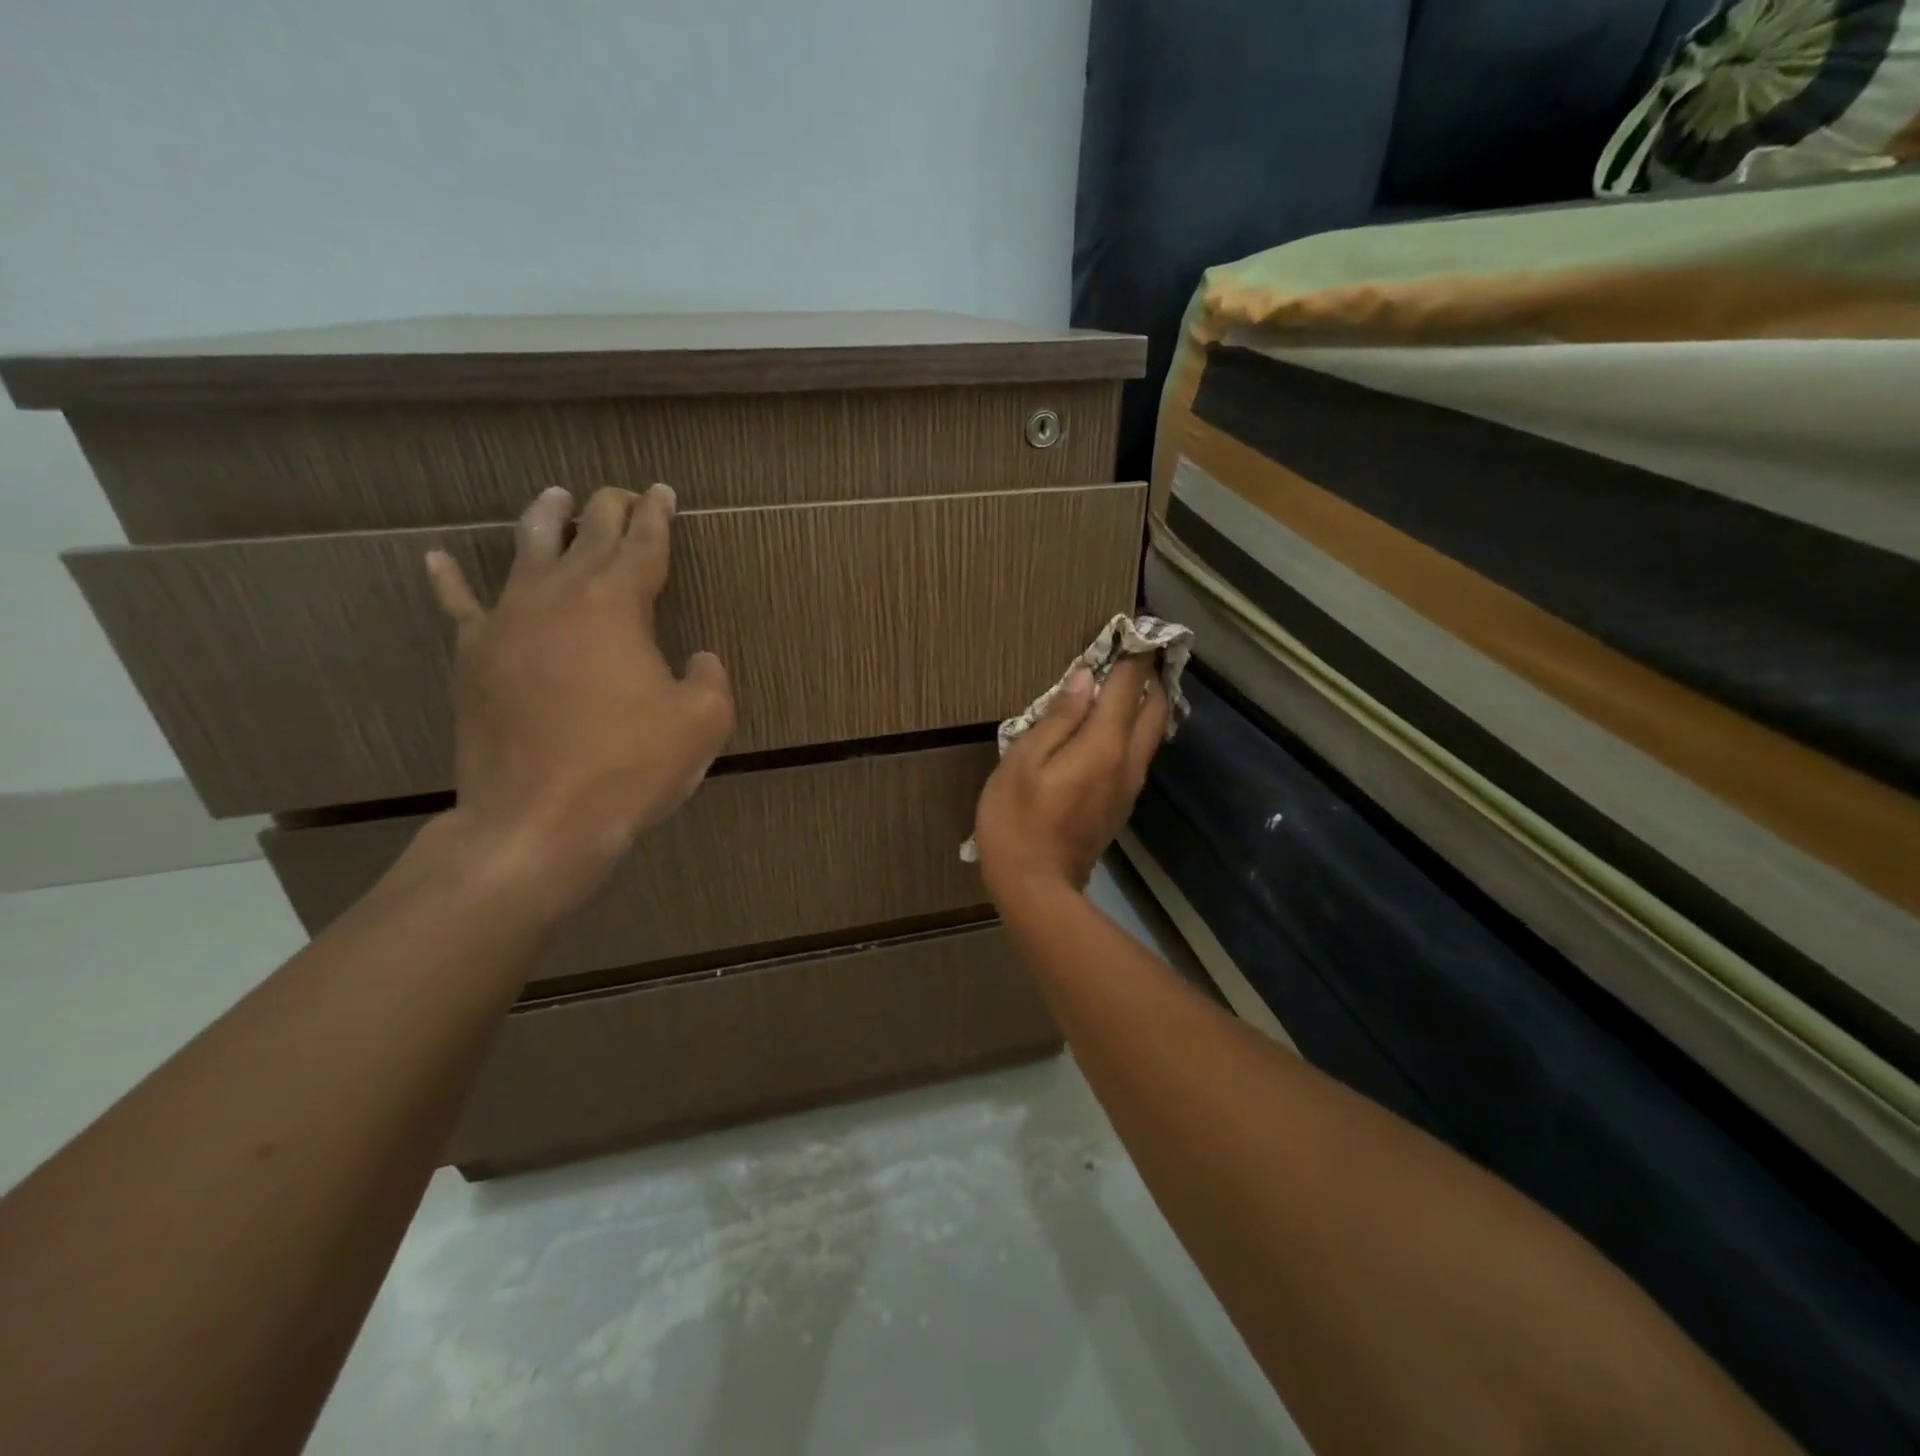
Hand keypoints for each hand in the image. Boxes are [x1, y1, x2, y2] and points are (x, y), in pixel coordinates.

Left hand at [420, 484, 734, 914]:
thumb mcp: (703, 723)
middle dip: (609, 508)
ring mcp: (507, 622)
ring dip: (545, 519)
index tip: (663, 492)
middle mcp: (558, 596)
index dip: (658, 515)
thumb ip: (710, 679)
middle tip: (624, 493)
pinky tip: (437, 558)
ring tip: (555, 496)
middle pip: (586, 534)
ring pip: (526, 550)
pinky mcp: (474, 658)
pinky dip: (449, 579)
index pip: (643, 543)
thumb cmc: (630, 766)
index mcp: (616, 603)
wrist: (538, 820)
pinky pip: (460, 606)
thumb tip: (697, 660)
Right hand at [973, 657, 1168, 898]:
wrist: (1036, 887)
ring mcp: (1129, 786)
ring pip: (1152, 733)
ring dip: (1146, 703)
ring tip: (1128, 683)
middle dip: (1153, 677)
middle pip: (1155, 709)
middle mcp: (1128, 762)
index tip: (1135, 631)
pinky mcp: (1121, 804)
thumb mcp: (1024, 761)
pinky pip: (1138, 754)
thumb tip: (1085, 678)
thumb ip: (1058, 717)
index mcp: (1104, 745)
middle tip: (1140, 653)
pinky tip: (1114, 725)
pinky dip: (1135, 729)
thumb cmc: (1017, 819)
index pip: (1128, 688)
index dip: (1134, 657)